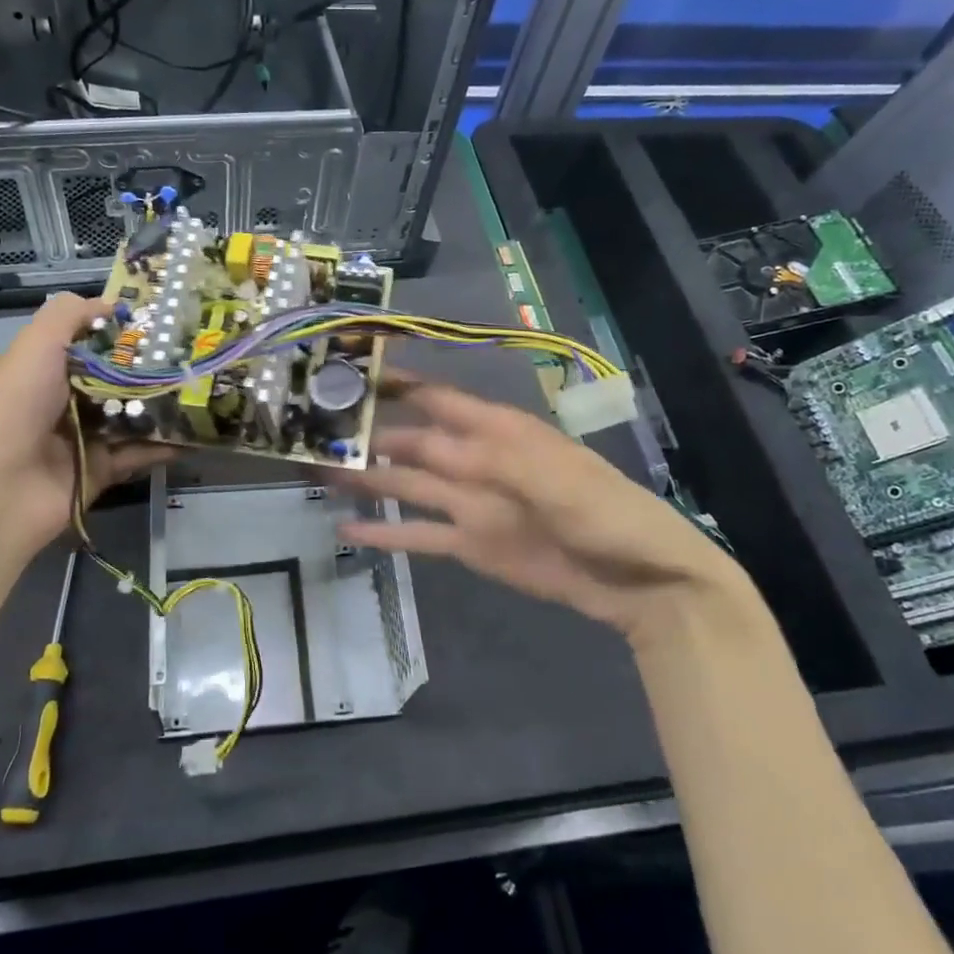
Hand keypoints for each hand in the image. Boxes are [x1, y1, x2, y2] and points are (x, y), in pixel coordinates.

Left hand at [0, 294, 169, 555]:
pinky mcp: (100, 470)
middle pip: (114, 378)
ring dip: (162, 405)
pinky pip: (138, 453)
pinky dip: (163, 445)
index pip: (88, 342)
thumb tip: (112, 305)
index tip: (162, 320)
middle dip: (150, 367)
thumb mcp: (36, 345)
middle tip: (193, 355)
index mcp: (44, 368)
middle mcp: (64, 400)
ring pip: (130, 415)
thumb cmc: (17, 407)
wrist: (0, 489)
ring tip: (202, 389)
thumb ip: (69, 315)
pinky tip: (195, 433)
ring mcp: (83, 437)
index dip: (121, 330)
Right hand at [336, 380, 746, 640]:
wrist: (638, 579)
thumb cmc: (604, 512)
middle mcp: (475, 460)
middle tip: (315, 432)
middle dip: (368, 434)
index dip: (398, 386)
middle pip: (412, 442)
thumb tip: (426, 443)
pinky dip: (384, 534)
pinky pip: (418, 535)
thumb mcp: (554, 479)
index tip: (352, 374)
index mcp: (498, 431)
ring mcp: (469, 504)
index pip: (438, 400)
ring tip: (317, 473)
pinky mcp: (468, 543)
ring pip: (406, 485)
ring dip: (366, 480)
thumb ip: (490, 461)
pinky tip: (345, 530)